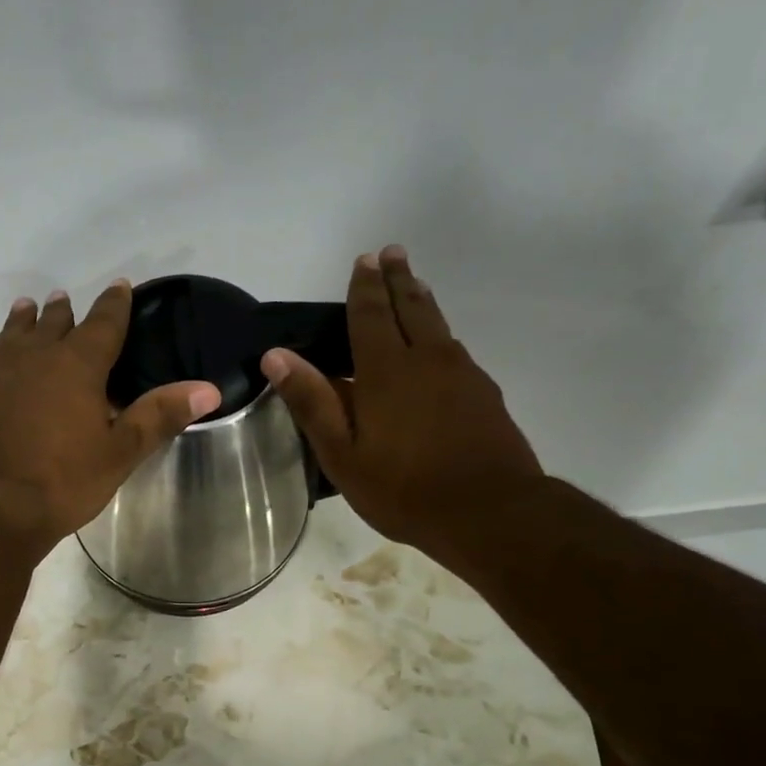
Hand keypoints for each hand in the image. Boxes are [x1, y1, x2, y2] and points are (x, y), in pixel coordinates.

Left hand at [0, 285, 219, 552]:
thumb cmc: (60, 483)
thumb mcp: (119, 454)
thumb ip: (159, 417)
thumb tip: (209, 388)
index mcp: (77, 366)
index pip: (103, 324)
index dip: (114, 304)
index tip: (120, 286)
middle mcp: (34, 358)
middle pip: (53, 324)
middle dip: (64, 311)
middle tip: (65, 298)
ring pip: (14, 335)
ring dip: (25, 321)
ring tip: (28, 308)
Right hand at [262, 246, 542, 562]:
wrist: (490, 512)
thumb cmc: (404, 489)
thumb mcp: (343, 455)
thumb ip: (312, 403)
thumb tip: (276, 355)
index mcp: (386, 371)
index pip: (371, 315)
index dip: (365, 287)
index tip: (365, 259)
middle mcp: (427, 359)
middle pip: (411, 306)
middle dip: (398, 279)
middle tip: (392, 253)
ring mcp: (462, 374)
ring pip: (438, 325)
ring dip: (422, 301)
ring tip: (414, 286)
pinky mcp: (485, 393)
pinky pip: (456, 349)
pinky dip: (441, 334)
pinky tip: (440, 346)